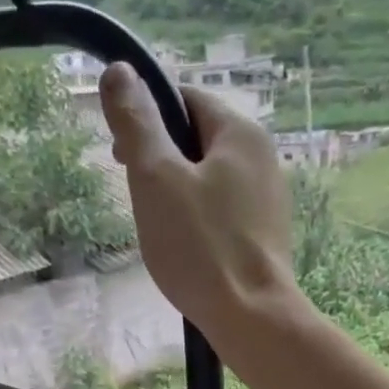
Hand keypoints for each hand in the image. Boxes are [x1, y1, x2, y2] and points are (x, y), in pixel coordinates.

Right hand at [99, 64, 301, 342]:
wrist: (251, 317)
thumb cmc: (200, 246)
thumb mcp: (156, 179)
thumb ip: (137, 124)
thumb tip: (119, 71)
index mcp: (241, 133)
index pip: (186, 100)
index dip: (147, 118)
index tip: (120, 155)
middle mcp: (263, 157)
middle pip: (198, 139)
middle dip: (161, 159)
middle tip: (135, 195)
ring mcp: (268, 199)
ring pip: (210, 178)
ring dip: (177, 192)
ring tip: (158, 227)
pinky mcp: (265, 235)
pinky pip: (222, 211)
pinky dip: (197, 219)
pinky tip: (185, 248)